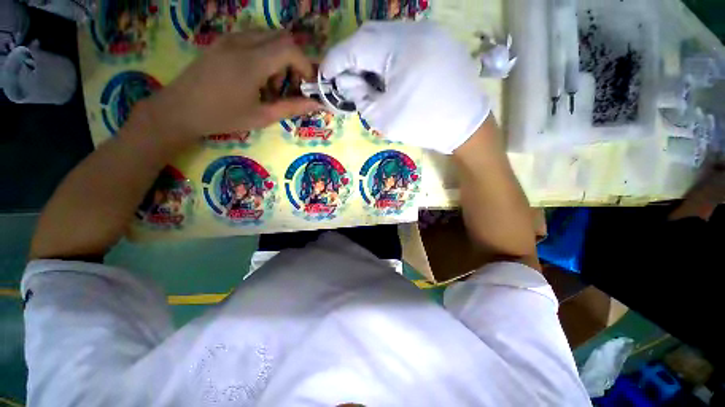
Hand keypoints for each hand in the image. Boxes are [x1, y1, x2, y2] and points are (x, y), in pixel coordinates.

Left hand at [144, 31, 320, 145]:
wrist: (179, 109)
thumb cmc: (223, 117)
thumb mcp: (262, 116)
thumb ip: (292, 107)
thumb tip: (316, 104)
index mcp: (252, 62)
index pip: (290, 49)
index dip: (304, 65)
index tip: (307, 85)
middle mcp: (241, 42)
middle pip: (281, 38)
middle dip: (294, 60)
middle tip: (291, 85)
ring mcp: (229, 39)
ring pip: (267, 36)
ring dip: (279, 57)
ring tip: (272, 85)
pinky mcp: (221, 42)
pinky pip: (252, 39)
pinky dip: (264, 54)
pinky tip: (257, 77)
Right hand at [322, 22, 489, 153]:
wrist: (465, 125)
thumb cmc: (422, 124)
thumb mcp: (383, 117)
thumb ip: (359, 95)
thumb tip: (346, 80)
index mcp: (400, 49)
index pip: (356, 46)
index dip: (335, 60)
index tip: (324, 75)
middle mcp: (415, 30)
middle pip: (370, 34)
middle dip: (352, 56)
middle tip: (347, 79)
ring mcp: (429, 32)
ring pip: (386, 35)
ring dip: (370, 55)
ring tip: (368, 79)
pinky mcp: (437, 40)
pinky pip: (403, 41)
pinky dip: (388, 55)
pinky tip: (389, 74)